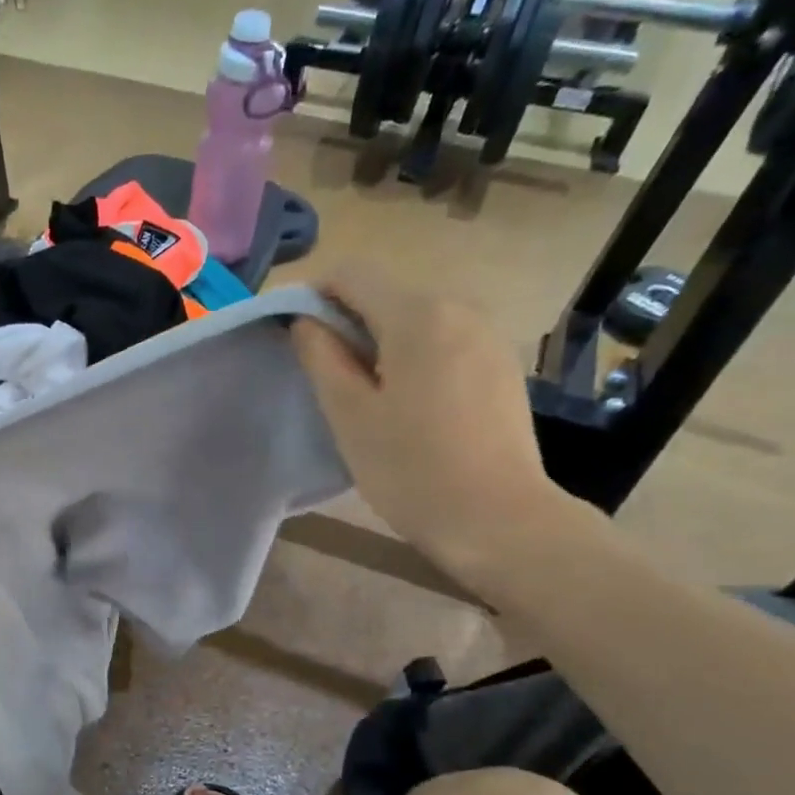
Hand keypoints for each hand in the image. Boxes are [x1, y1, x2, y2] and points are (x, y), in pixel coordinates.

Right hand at [293, 273, 566, 579]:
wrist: (498, 520)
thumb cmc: (411, 468)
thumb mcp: (350, 414)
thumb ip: (321, 357)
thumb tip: (306, 321)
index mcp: (418, 314)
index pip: (352, 274)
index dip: (313, 294)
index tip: (293, 335)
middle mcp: (460, 308)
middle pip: (387, 294)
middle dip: (347, 321)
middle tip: (323, 375)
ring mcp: (488, 336)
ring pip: (416, 320)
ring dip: (379, 342)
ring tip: (364, 395)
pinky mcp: (501, 366)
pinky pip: (444, 343)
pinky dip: (413, 357)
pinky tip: (408, 404)